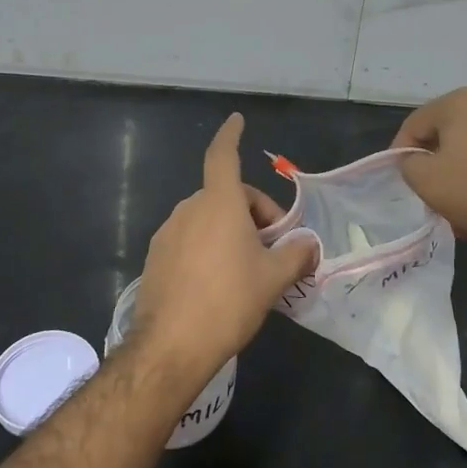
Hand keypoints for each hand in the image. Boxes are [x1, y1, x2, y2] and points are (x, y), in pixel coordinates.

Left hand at [133, 114, 317, 373]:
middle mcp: (189, 210)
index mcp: (219, 203)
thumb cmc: (229, 301)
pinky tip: (219, 284)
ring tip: (249, 270)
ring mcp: (168, 233)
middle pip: (226, 196)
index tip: (236, 120)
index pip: (223, 156)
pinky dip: (209, 248)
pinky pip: (190, 240)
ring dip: (231, 232)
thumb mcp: (274, 279)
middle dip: (254, 214)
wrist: (170, 346)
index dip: (231, 135)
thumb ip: (297, 255)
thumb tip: (310, 245)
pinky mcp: (156, 258)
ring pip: (208, 219)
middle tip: (274, 249)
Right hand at [393, 88, 466, 253]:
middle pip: (450, 132)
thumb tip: (416, 160)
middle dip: (437, 160)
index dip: (401, 151)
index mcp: (459, 102)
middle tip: (432, 191)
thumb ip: (408, 164)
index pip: (415, 124)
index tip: (402, 178)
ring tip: (464, 201)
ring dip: (466, 168)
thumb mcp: (426, 181)